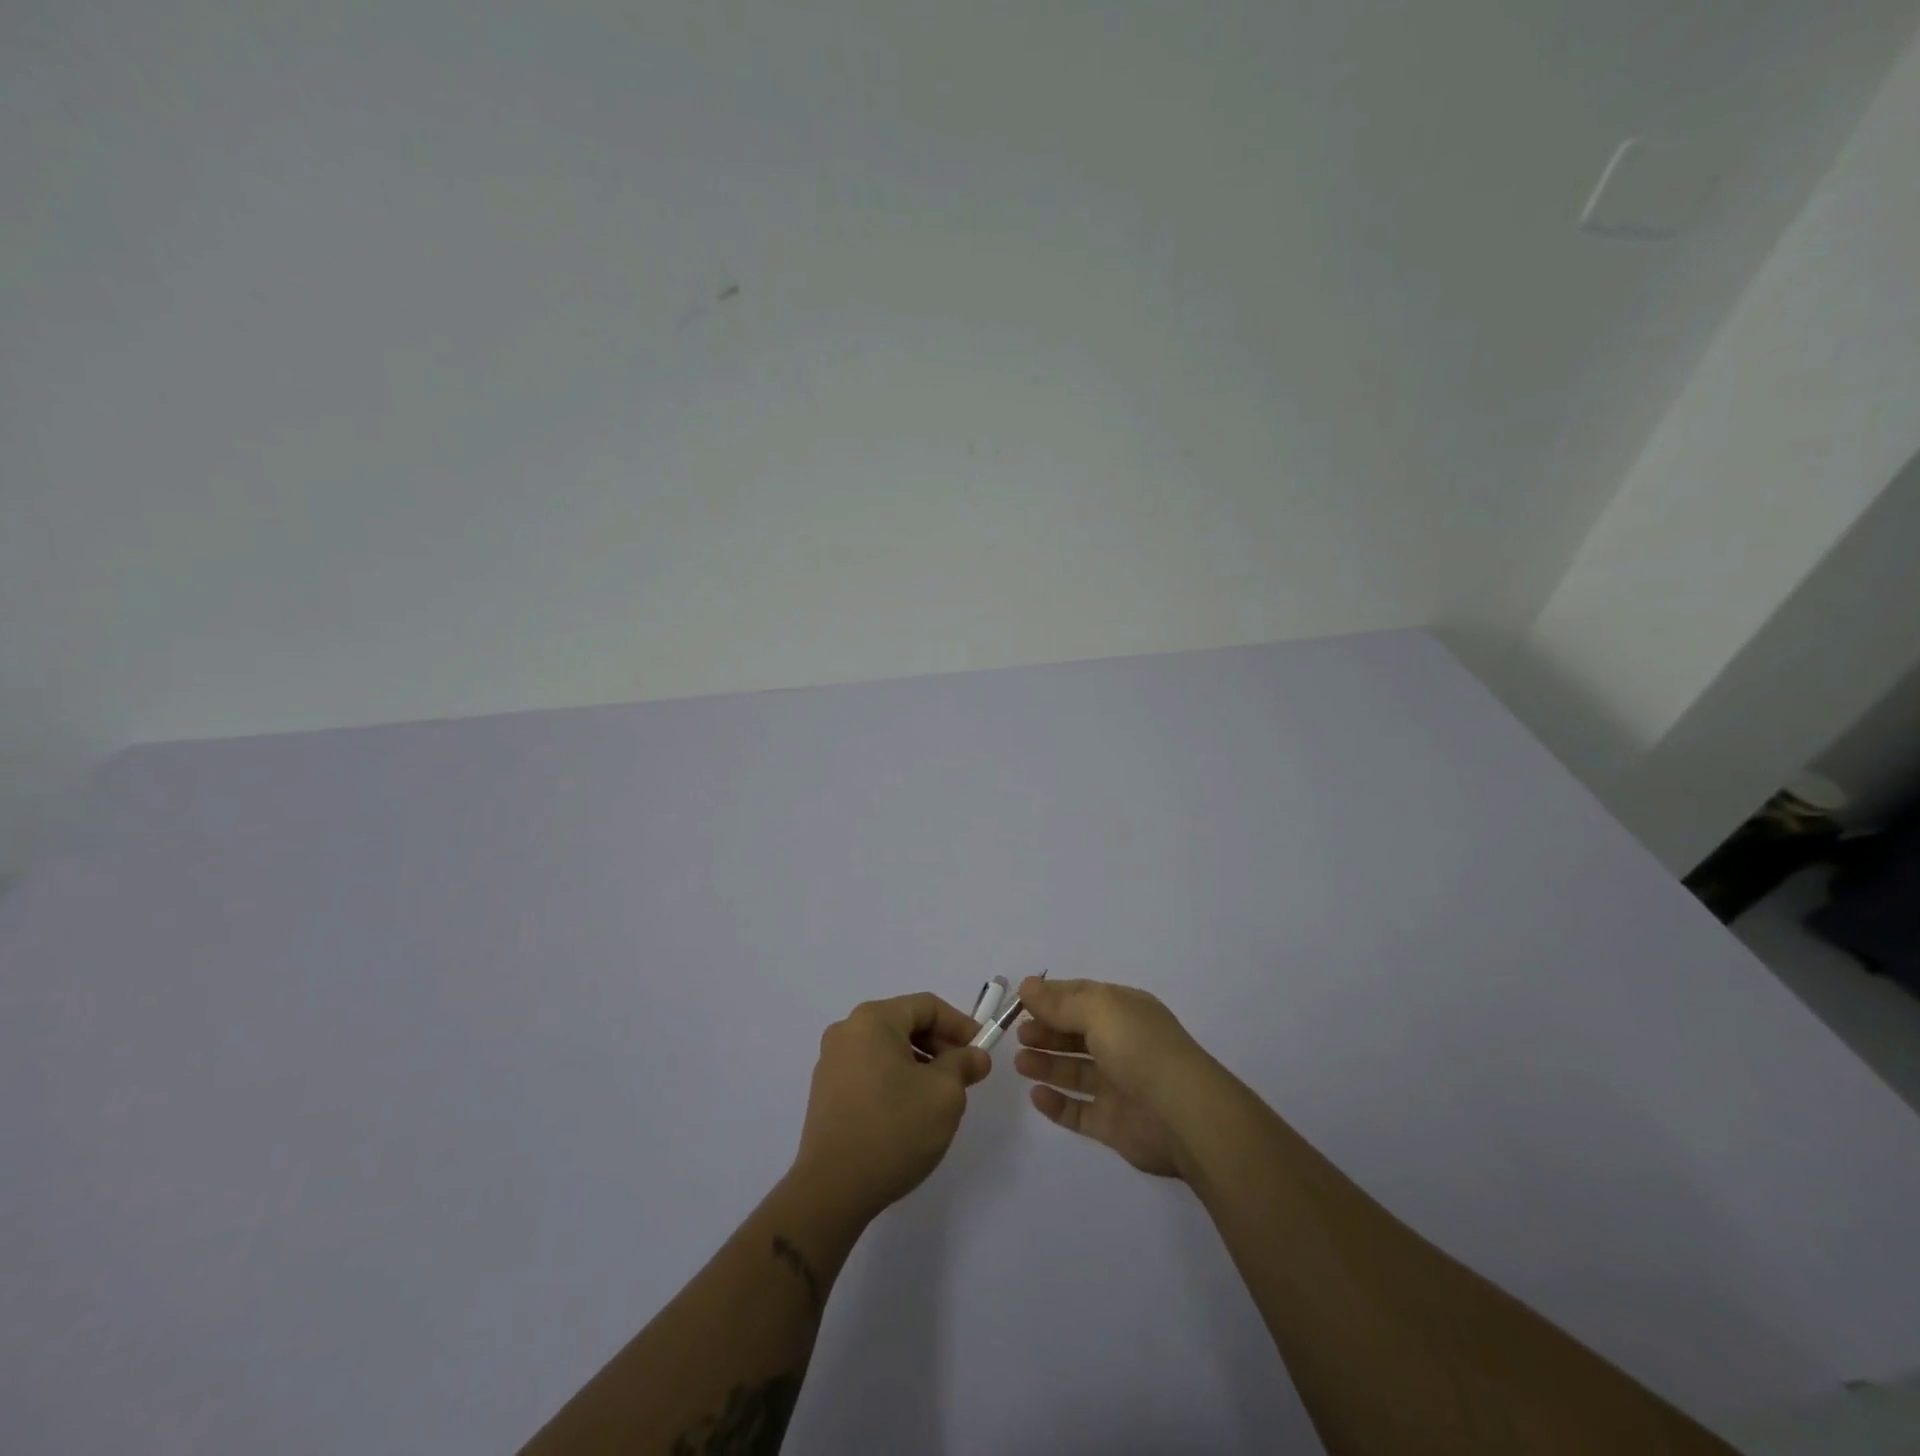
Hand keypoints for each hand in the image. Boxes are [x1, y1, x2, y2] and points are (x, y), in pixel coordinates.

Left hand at [791, 993, 991, 1225]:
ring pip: (887, 1049)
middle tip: (965, 1076)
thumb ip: (963, 1065)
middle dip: (940, 1046)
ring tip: (939, 1097)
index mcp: (873, 1019)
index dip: (960, 1025)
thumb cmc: (894, 1129)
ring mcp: (831, 1062)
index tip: (981, 1051)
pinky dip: (895, 1080)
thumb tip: (975, 1056)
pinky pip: (870, 1071)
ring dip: (919, 1064)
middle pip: (905, 1024)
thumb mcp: (944, 1094)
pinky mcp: (826, 1093)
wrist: (832, 1190)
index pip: (927, 1006)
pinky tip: (909, 1112)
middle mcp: (847, 1031)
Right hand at [1014, 977, 1224, 1178]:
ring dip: (1046, 1064)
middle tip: (1018, 1034)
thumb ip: (1060, 1002)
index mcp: (1125, 1011)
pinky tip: (1036, 1095)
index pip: (1082, 997)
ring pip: (1075, 1071)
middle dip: (1046, 1031)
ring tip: (1020, 1062)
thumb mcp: (1099, 1011)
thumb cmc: (1140, 1049)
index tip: (1020, 1001)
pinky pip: (1079, 1111)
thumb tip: (1027, 986)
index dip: (1051, 998)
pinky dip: (1056, 1104)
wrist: (1183, 1115)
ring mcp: (1119, 1085)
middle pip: (1076, 1034)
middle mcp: (1123, 1044)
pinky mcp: (1114, 1123)